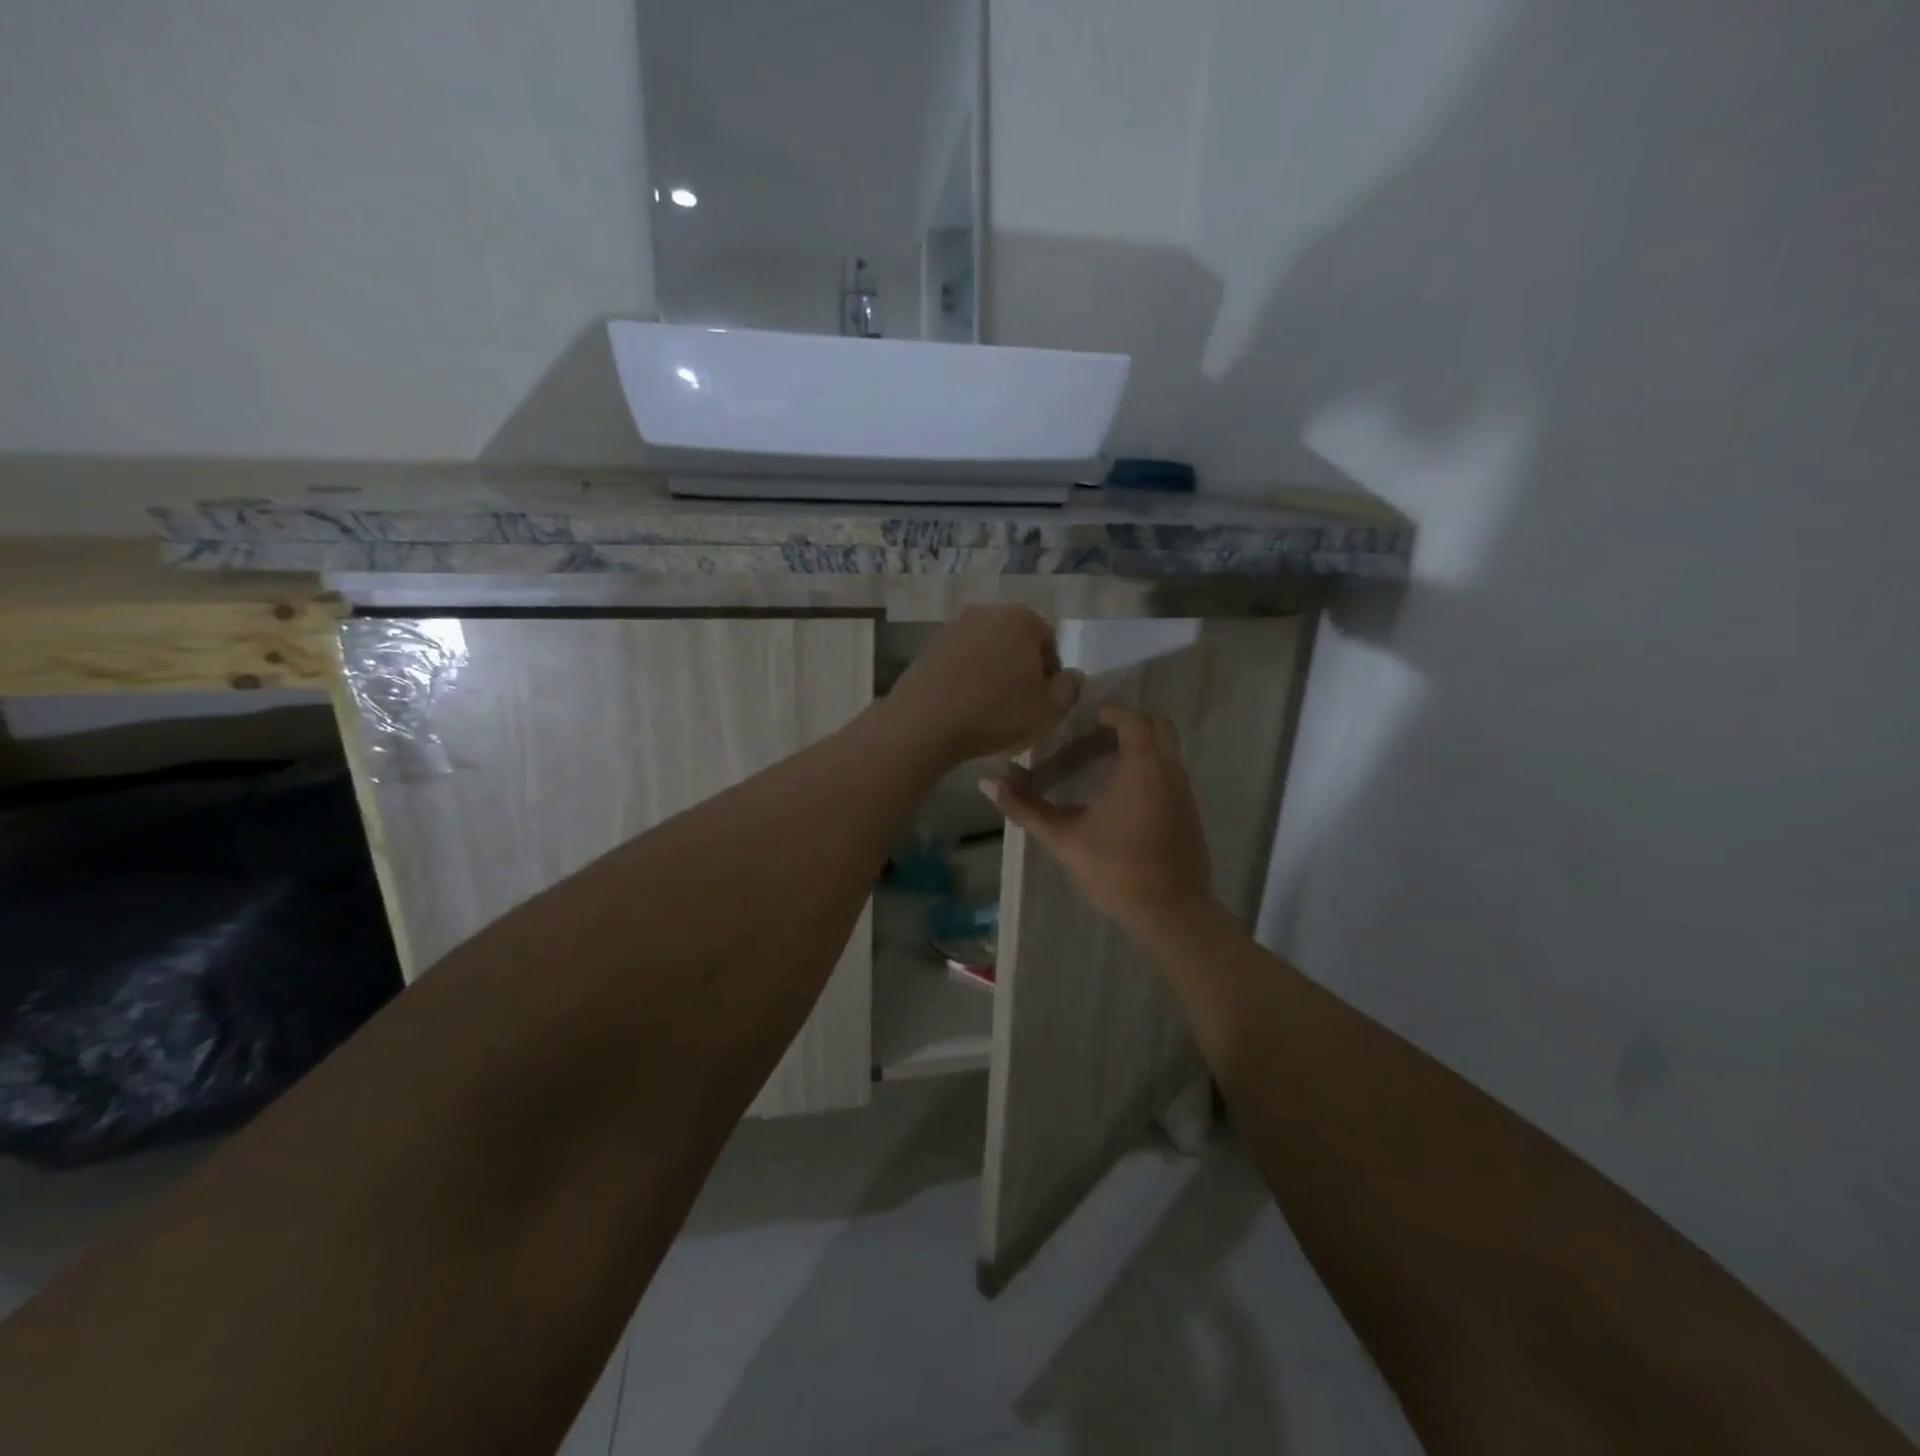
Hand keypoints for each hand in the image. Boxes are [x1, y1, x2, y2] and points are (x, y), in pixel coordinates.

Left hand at [884, 605, 1083, 763]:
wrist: (925, 723)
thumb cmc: (996, 713)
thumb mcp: (1050, 710)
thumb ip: (1071, 688)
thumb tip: (1071, 676)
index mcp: (1022, 618)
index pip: (1050, 643)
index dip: (1051, 676)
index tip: (1042, 703)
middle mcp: (987, 611)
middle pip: (1016, 642)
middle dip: (1021, 670)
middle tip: (1018, 706)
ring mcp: (954, 627)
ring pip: (987, 651)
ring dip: (993, 673)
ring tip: (988, 708)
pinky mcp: (929, 646)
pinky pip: (961, 661)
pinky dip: (967, 678)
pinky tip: (964, 705)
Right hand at [982, 703, 1217, 933]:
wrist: (1172, 914)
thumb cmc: (1116, 869)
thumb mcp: (1063, 837)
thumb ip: (1026, 806)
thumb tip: (987, 780)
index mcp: (1143, 766)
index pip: (1133, 718)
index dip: (1109, 711)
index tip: (1083, 717)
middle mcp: (1170, 771)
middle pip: (1157, 726)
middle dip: (1127, 723)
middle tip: (1092, 735)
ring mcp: (1185, 793)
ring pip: (1166, 752)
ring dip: (1138, 748)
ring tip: (1100, 764)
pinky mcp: (1190, 815)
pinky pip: (1170, 775)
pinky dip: (1149, 770)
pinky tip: (1122, 798)